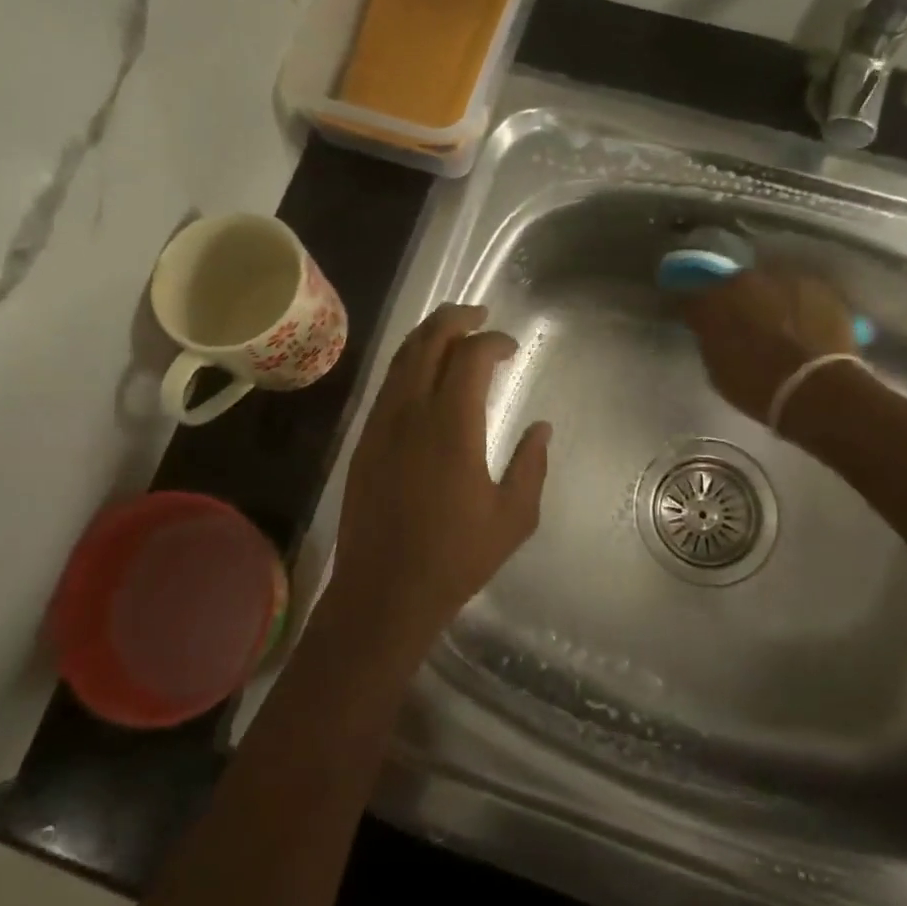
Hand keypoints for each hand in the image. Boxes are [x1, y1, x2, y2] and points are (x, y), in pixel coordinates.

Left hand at [324, 304, 549, 654]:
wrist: (384, 590)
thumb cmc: (455, 557)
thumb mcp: (513, 517)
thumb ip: (531, 466)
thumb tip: (541, 428)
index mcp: (452, 426)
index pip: (470, 356)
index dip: (493, 341)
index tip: (511, 348)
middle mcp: (411, 412)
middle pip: (428, 341)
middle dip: (455, 318)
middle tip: (479, 314)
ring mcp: (381, 423)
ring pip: (401, 358)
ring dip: (428, 336)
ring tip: (452, 331)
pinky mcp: (364, 440)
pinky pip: (387, 384)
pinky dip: (408, 363)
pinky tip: (423, 372)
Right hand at [679, 266, 856, 422]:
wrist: (816, 389)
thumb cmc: (757, 387)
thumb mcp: (717, 369)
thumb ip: (711, 340)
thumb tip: (712, 331)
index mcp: (712, 302)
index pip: (691, 300)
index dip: (695, 313)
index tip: (698, 324)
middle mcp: (744, 281)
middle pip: (734, 286)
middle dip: (736, 302)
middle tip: (743, 324)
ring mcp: (783, 279)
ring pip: (770, 286)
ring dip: (769, 301)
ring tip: (779, 325)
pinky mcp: (818, 286)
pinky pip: (800, 293)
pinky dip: (799, 306)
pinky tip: (805, 325)